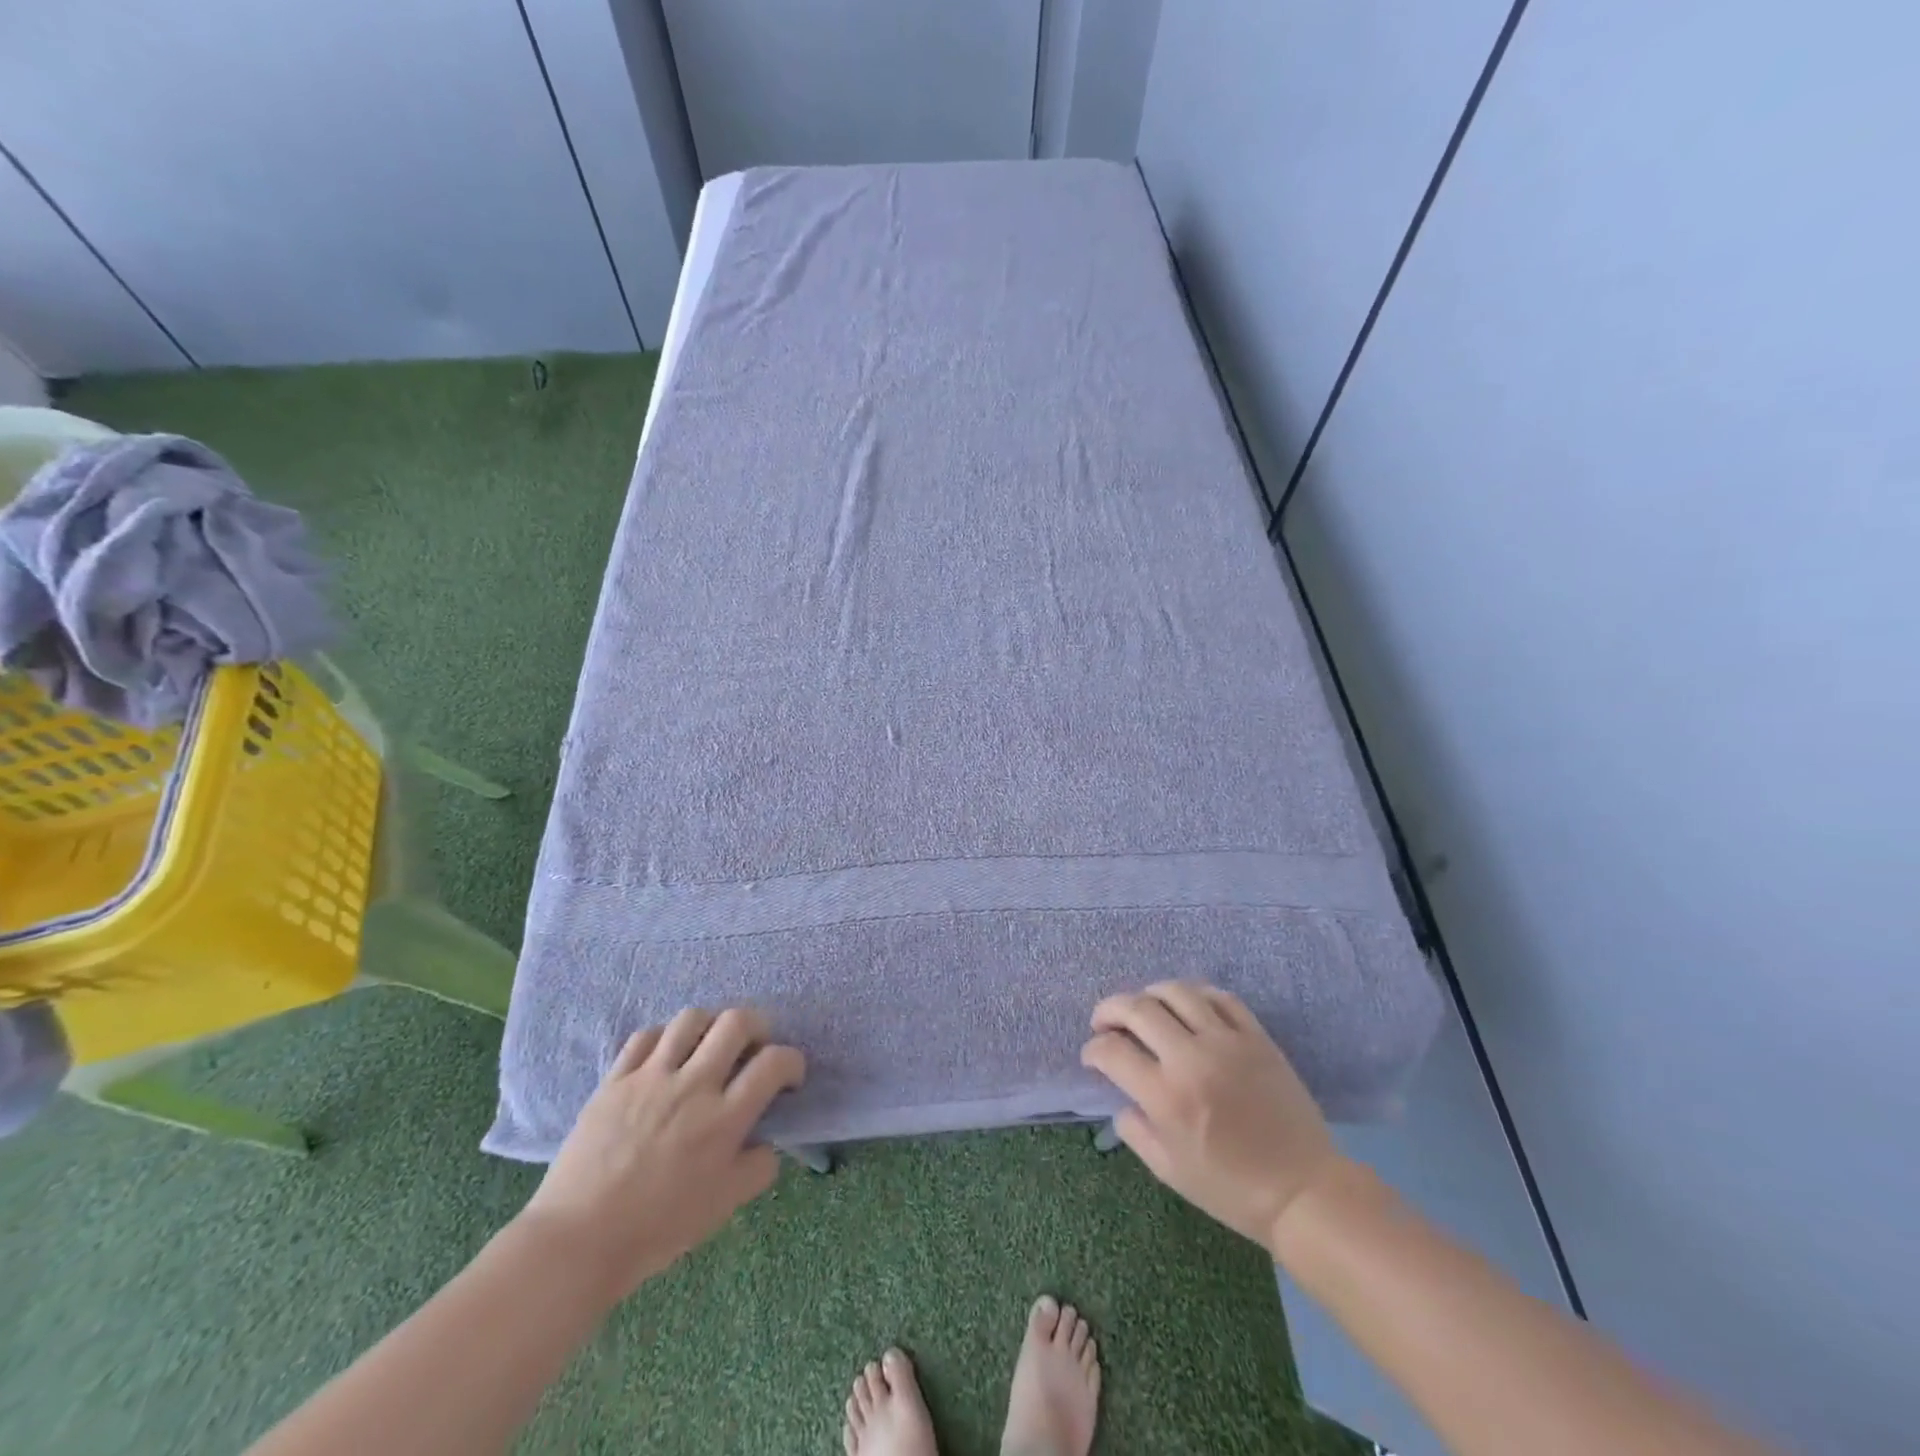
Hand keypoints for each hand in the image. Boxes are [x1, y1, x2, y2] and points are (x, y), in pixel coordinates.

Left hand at [519, 1007, 804, 1297]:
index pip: (773, 1063)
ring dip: (710, 1025)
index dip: (792, 1061)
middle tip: (754, 1047)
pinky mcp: (616, 1079)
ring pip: (691, 1018)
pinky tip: (666, 1056)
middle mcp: (693, 1086)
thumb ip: (757, 1168)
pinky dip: (664, 1037)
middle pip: (736, 1021)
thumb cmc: (656, 1229)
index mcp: (724, 1119)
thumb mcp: (723, 1207)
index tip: (789, 1076)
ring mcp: (651, 1077)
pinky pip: (646, 1035)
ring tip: (709, 1046)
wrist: (577, 1241)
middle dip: (757, 1025)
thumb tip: (766, 1142)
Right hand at [1081, 982, 1343, 1250]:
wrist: (1303, 1191)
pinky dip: (1195, 995)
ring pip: (1176, 991)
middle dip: (1109, 1010)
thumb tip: (1123, 1099)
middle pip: (1137, 1009)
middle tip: (1104, 1023)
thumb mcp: (1168, 1170)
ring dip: (1149, 994)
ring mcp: (1227, 1042)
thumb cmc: (1231, 1190)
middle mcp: (1191, 1059)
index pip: (1112, 1051)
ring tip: (1143, 1009)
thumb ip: (1134, 1130)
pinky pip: (1220, 998)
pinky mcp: (1256, 1037)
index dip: (1093, 1049)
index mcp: (1166, 1096)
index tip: (1093, 1056)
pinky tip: (1187, 1007)